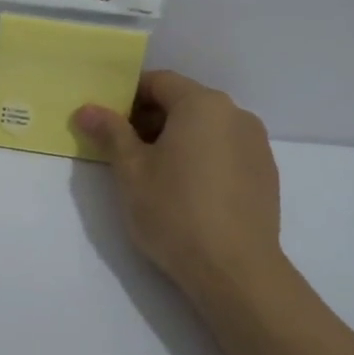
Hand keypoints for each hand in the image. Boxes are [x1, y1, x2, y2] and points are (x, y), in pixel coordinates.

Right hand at [74, 71, 296, 313]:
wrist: (236, 272)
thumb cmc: (175, 212)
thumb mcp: (131, 171)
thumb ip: (110, 133)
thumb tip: (87, 109)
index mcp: (202, 104)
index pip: (158, 82)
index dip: (128, 97)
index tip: (108, 123)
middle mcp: (235, 114)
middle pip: (184, 102)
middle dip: (151, 119)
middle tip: (124, 151)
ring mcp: (256, 144)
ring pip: (206, 127)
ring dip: (177, 139)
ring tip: (155, 174)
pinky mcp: (266, 174)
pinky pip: (225, 150)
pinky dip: (202, 157)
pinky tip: (188, 192)